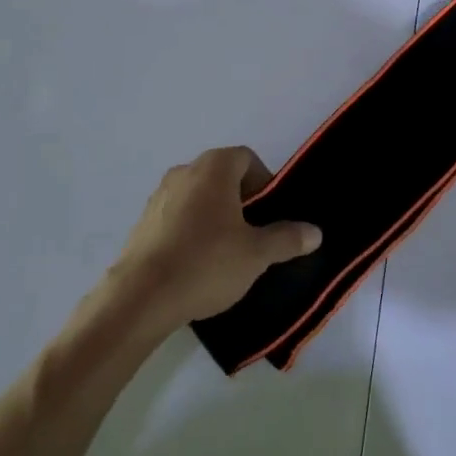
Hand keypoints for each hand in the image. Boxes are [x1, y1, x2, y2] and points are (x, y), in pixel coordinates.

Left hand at [110, 147, 321, 329]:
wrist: (141, 297)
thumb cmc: (205, 263)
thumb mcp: (256, 254)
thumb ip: (287, 238)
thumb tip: (315, 231)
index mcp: (214, 167)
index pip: (246, 158)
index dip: (264, 182)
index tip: (271, 214)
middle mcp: (185, 171)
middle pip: (222, 176)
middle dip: (242, 200)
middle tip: (254, 234)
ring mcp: (160, 195)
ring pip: (199, 196)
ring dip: (216, 215)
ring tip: (226, 253)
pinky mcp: (144, 221)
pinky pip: (178, 216)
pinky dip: (192, 229)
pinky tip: (197, 264)